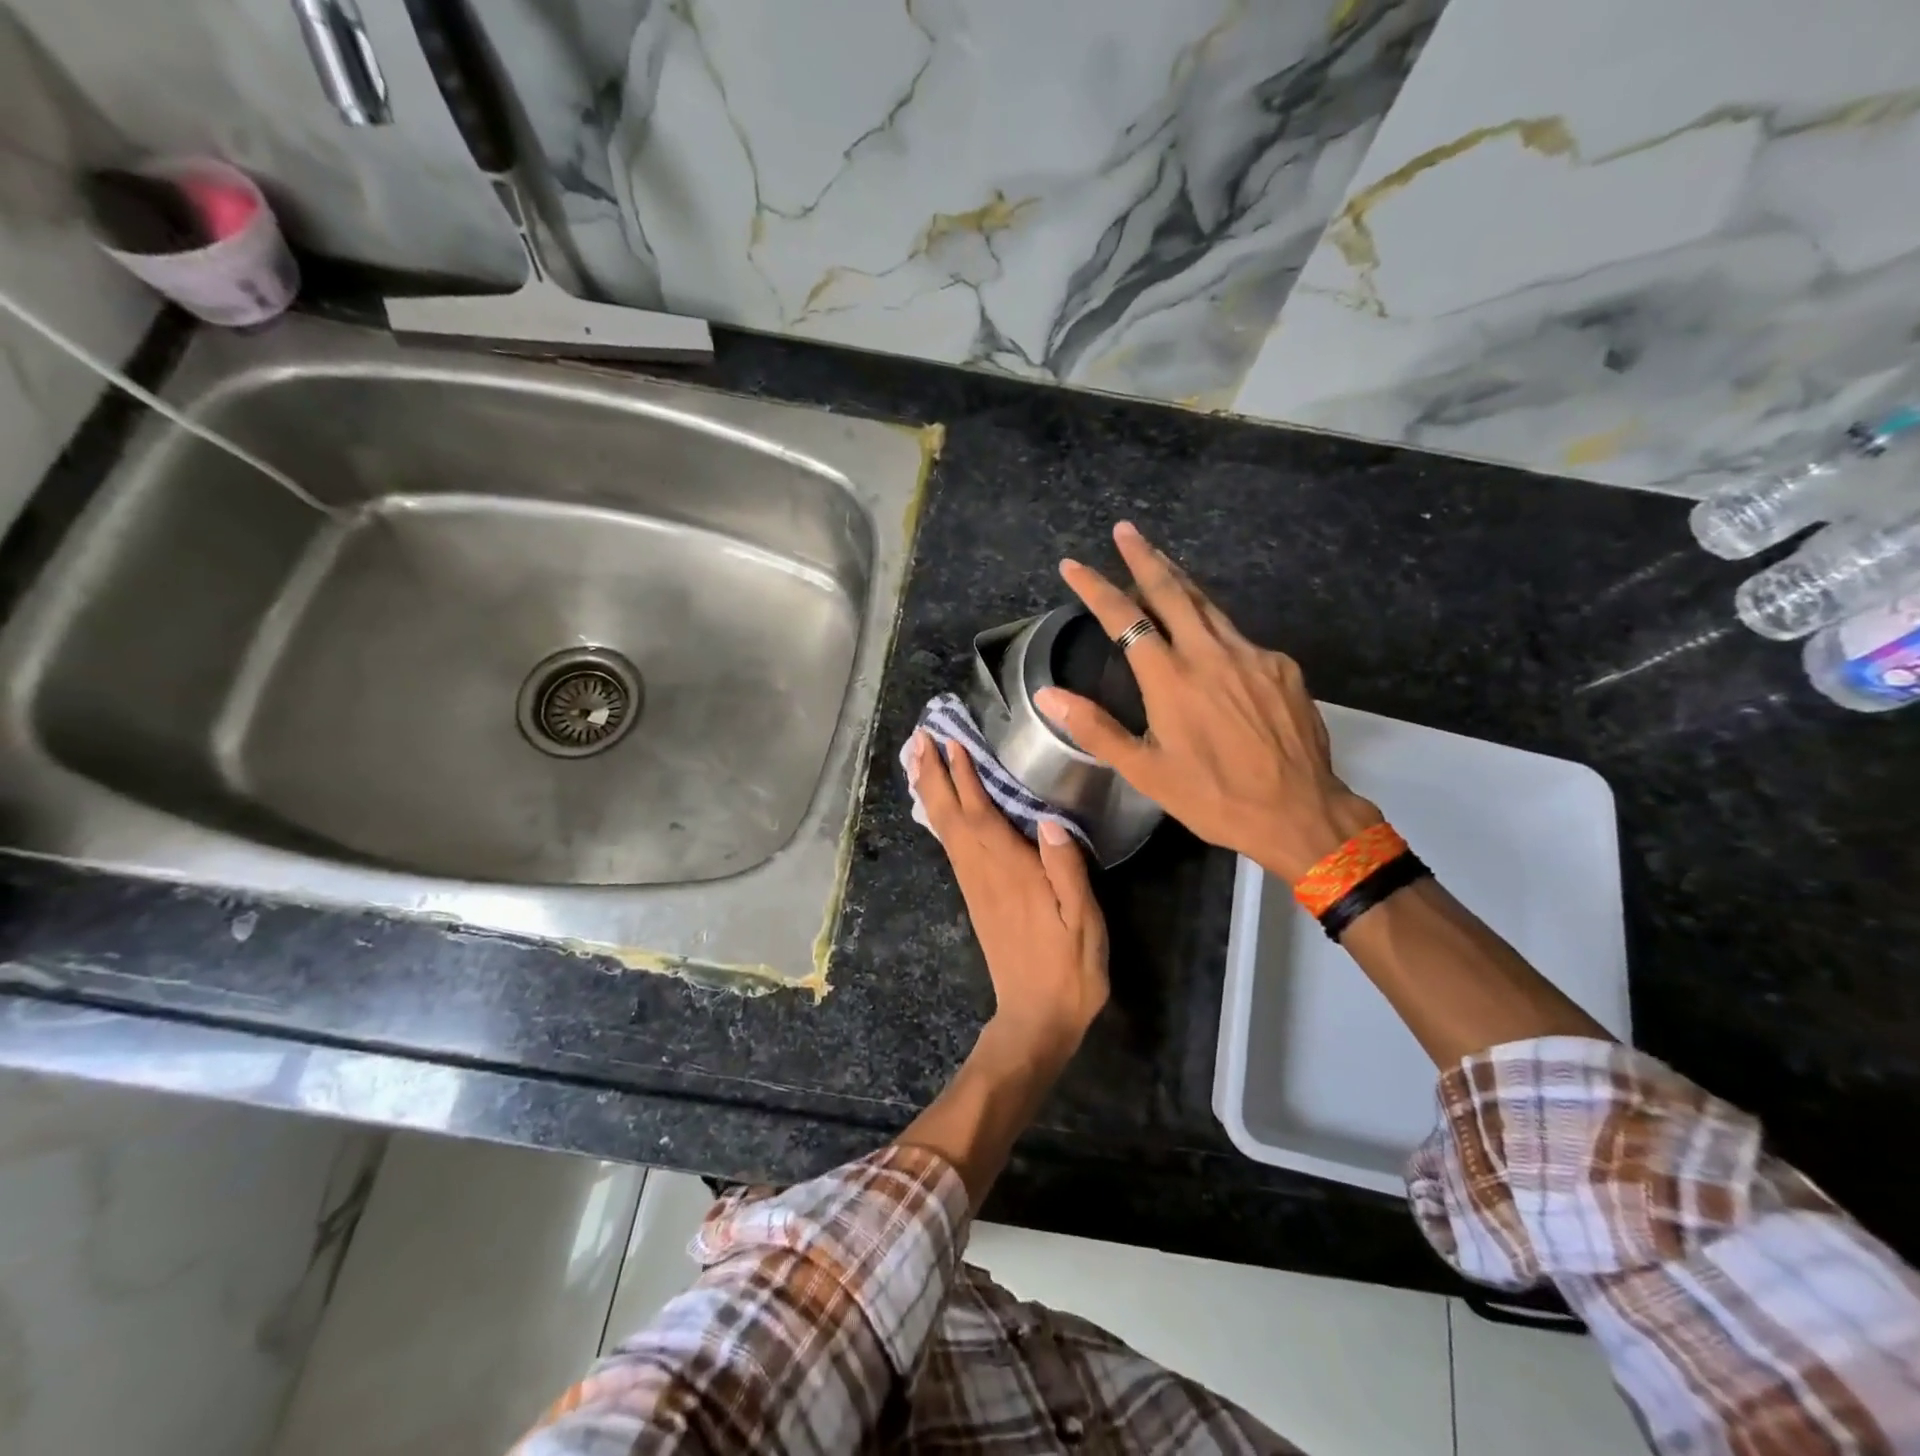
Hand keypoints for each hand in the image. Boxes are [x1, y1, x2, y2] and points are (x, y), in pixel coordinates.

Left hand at [909, 731, 1108, 1061]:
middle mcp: (984, 873)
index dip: (965, 777)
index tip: (951, 742)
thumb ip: (1068, 870)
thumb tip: (1051, 820)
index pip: (981, 814)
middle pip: (951, 816)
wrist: (1036, 1018)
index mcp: (1012, 872)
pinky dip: (940, 818)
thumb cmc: (1069, 969)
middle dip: (933, 775)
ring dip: (930, 791)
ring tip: (918, 760)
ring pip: (945, 830)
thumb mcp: (1084, 921)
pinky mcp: (975, 898)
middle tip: (919, 738)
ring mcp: (975, 886)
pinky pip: (951, 847)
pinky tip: (939, 808)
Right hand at [1033, 521, 1381, 882]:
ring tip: (1160, 562)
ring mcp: (1252, 655)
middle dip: (1143, 556)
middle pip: (1172, 590)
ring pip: (1208, 605)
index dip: (1095, 587)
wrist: (1298, 812)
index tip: (1073, 565)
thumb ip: (1095, 728)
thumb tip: (1047, 696)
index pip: (1124, 617)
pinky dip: (1214, 626)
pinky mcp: (1281, 666)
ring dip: (1179, 581)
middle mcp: (1211, 653)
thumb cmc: (1212, 797)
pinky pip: (1239, 636)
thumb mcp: (1145, 772)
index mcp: (1171, 678)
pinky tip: (1209, 641)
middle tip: (1125, 530)